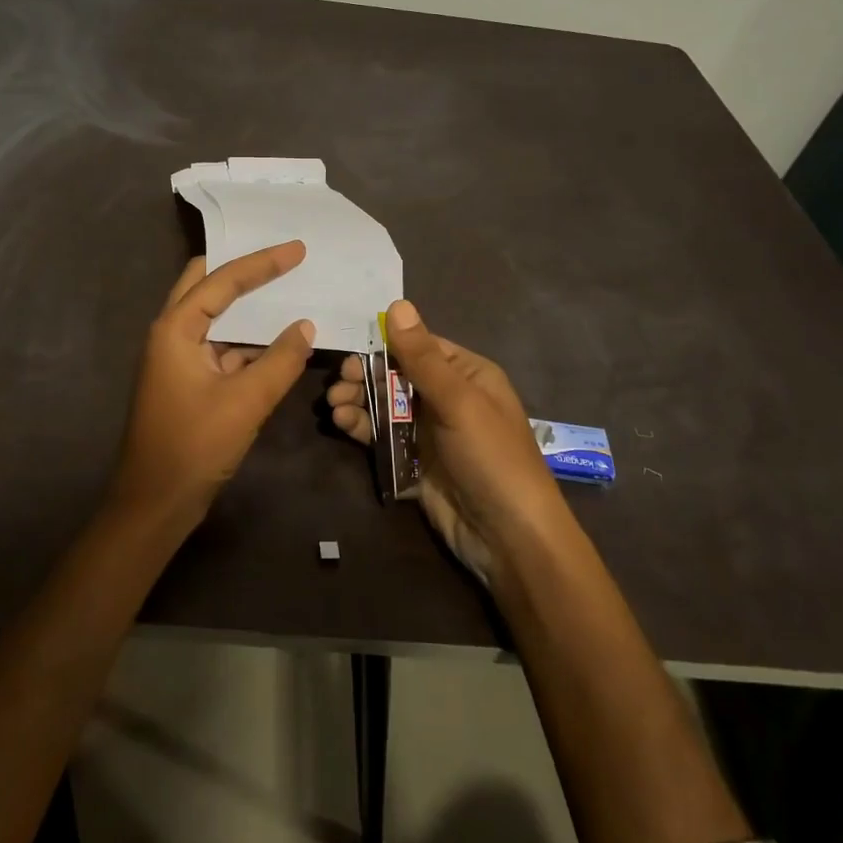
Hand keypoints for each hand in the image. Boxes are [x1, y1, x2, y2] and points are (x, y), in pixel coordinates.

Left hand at [114, 241, 316, 525]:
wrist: (154, 505)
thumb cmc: (194, 447)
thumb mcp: (246, 403)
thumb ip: (280, 361)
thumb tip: (306, 327)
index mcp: (175, 329)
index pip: (222, 281)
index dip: (262, 262)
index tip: (297, 249)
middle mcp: (172, 334)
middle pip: (206, 285)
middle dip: (243, 269)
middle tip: (282, 258)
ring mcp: (178, 358)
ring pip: (215, 317)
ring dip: (248, 307)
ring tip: (288, 290)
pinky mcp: (188, 380)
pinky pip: (221, 347)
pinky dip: (248, 340)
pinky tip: (279, 340)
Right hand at [327, 300, 566, 584]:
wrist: (510, 540)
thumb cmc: (491, 458)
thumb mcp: (459, 401)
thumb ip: (422, 356)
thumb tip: (397, 303)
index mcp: (467, 375)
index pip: (419, 347)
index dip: (385, 345)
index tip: (350, 350)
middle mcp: (448, 398)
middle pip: (397, 376)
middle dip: (365, 376)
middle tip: (338, 383)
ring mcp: (430, 432)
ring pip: (385, 406)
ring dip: (358, 402)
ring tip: (333, 406)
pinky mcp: (414, 463)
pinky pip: (382, 437)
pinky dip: (361, 428)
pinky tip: (341, 424)